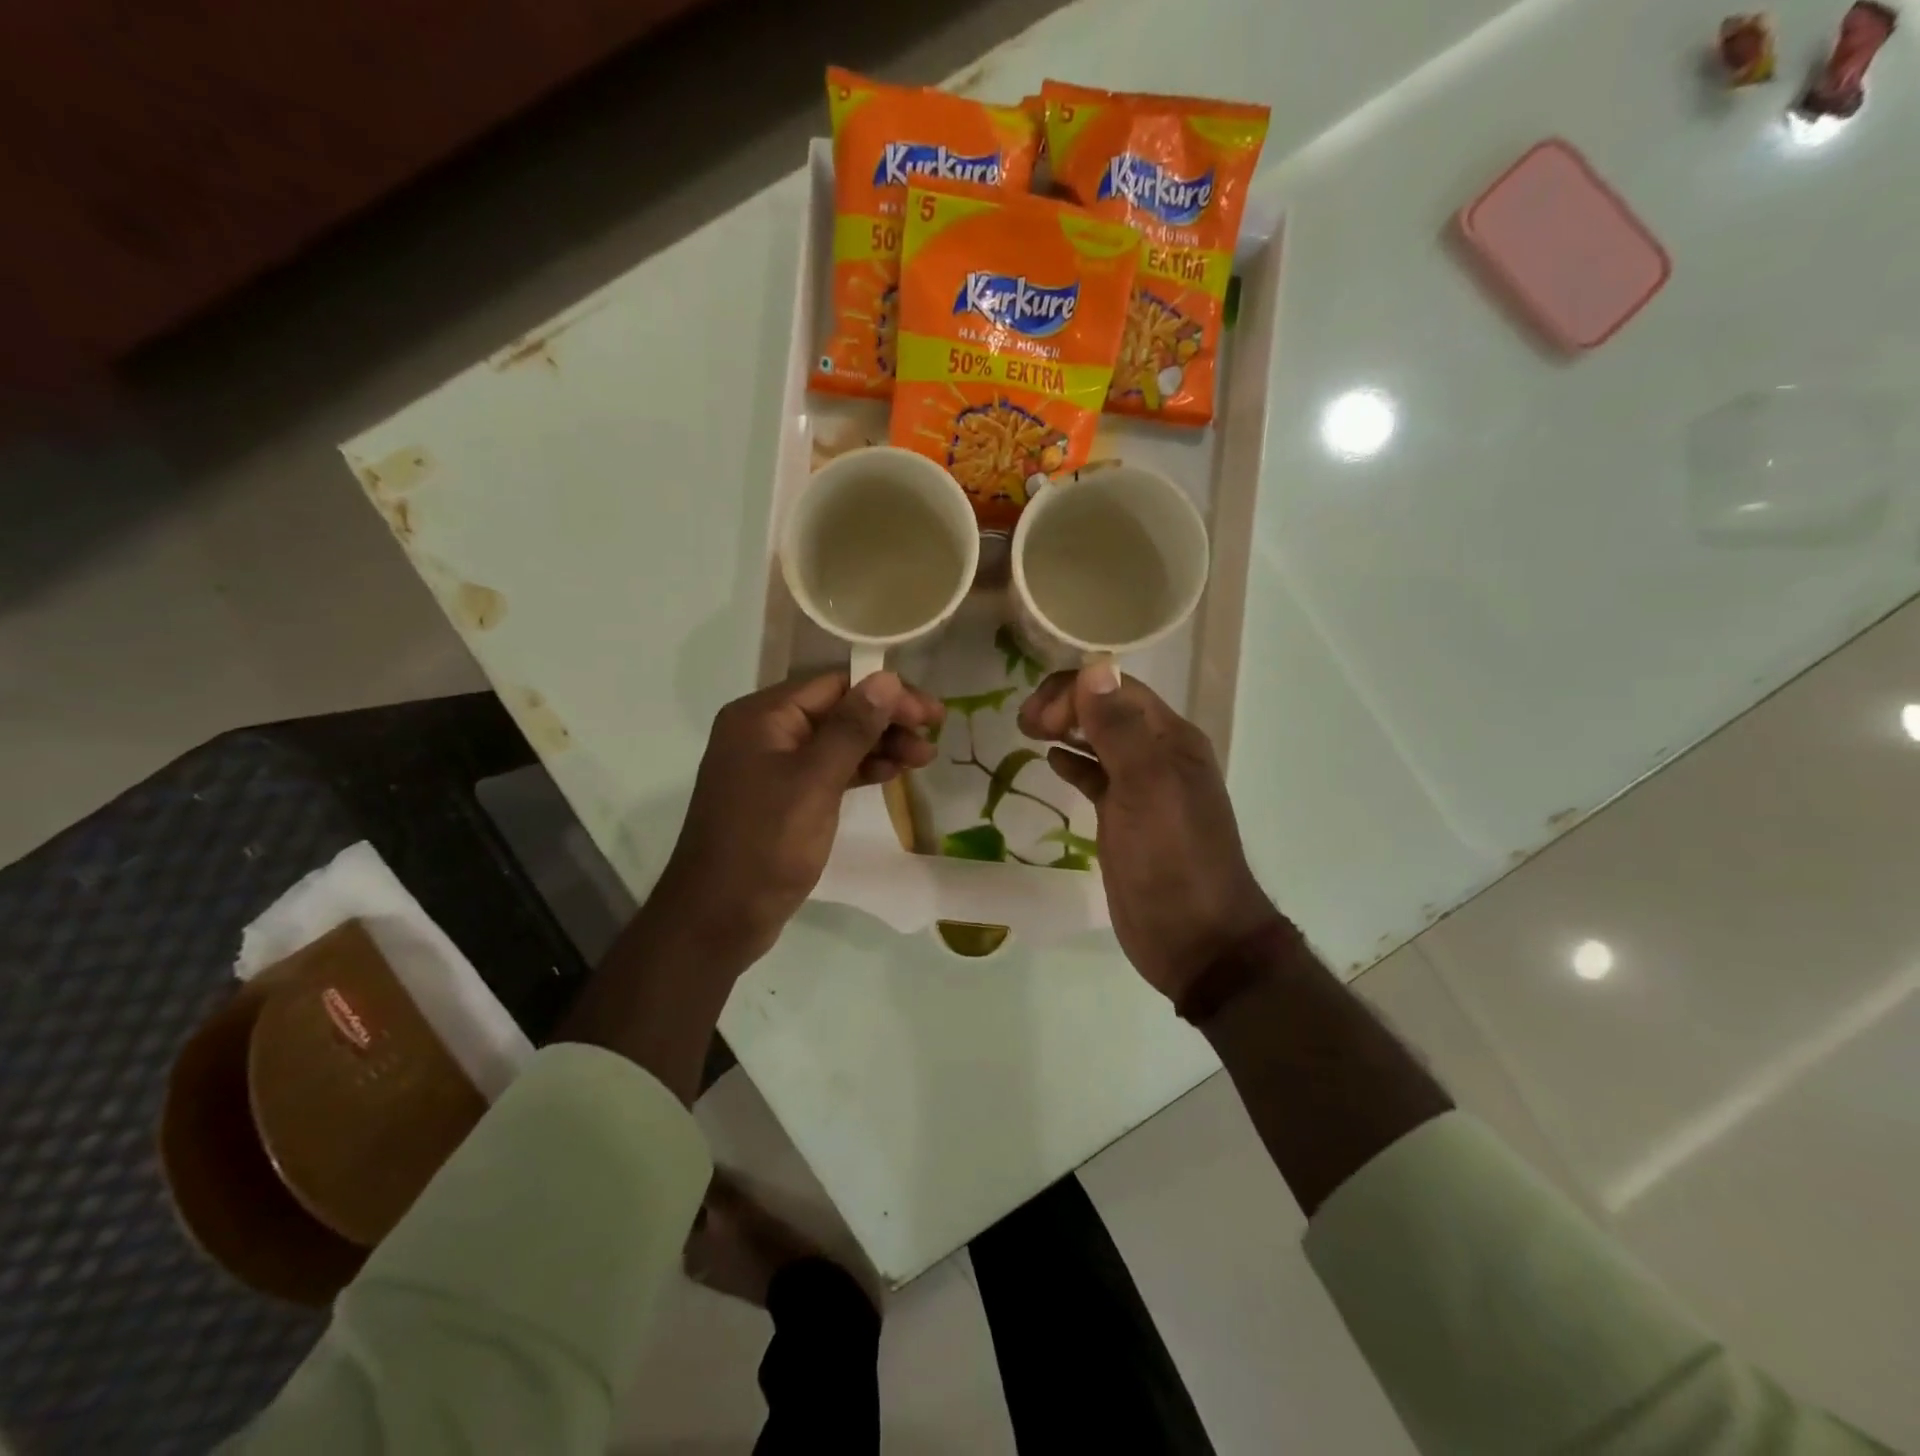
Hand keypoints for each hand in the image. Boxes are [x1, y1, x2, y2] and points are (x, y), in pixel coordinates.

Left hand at [656, 671, 944, 964]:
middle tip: (933, 738)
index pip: (835, 685)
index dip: (887, 694)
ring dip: (878, 745)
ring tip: (923, 758)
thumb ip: (852, 728)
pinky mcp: (781, 796)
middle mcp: (764, 731)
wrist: (718, 917)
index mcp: (762, 716)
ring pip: (835, 741)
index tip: (931, 714)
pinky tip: (891, 773)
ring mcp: (771, 765)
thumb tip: (888, 678)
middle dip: (886, 721)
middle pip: (837, 710)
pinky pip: (826, 768)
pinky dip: (859, 768)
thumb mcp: (815, 781)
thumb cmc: (766, 844)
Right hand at [1018, 663, 1280, 1000]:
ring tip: (1028, 731)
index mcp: (1171, 739)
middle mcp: (1159, 755)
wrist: (1195, 938)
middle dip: (1066, 705)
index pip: (1118, 690)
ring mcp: (1142, 788)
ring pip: (1100, 741)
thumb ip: (1119, 728)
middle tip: (1024, 722)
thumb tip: (1094, 667)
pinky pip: (1097, 777)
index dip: (1075, 692)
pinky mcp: (1125, 818)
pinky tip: (1051, 762)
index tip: (1038, 718)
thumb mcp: (1145, 786)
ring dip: (1067, 729)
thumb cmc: (1172, 858)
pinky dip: (1074, 764)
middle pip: (1108, 710)